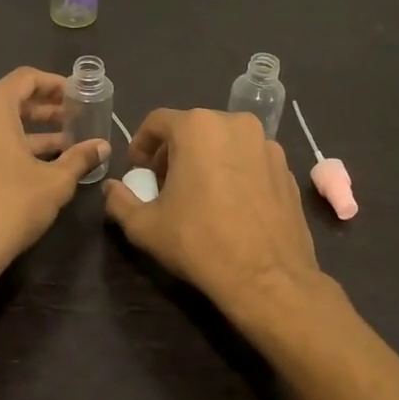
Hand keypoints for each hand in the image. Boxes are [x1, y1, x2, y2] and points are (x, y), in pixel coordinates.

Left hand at [0, 67, 109, 280]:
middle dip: (44, 110)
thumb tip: (102, 147)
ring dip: (29, 132)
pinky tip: (36, 165)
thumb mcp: (55, 181)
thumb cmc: (11, 205)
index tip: (79, 96)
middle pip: (9, 100)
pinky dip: (8, 146)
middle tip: (75, 120)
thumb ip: (80, 157)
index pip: (26, 79)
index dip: (56, 85)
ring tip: (63, 145)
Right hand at [103, 108, 324, 327]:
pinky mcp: (287, 169)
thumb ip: (120, 201)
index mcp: (198, 127)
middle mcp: (236, 124)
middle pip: (194, 128)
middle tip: (164, 183)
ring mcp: (267, 145)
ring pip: (225, 142)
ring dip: (206, 160)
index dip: (141, 143)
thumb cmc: (199, 243)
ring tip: (198, 194)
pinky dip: (234, 172)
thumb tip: (111, 189)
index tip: (137, 170)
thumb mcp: (145, 226)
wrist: (267, 278)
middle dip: (174, 152)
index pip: (158, 121)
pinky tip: (229, 205)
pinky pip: (250, 160)